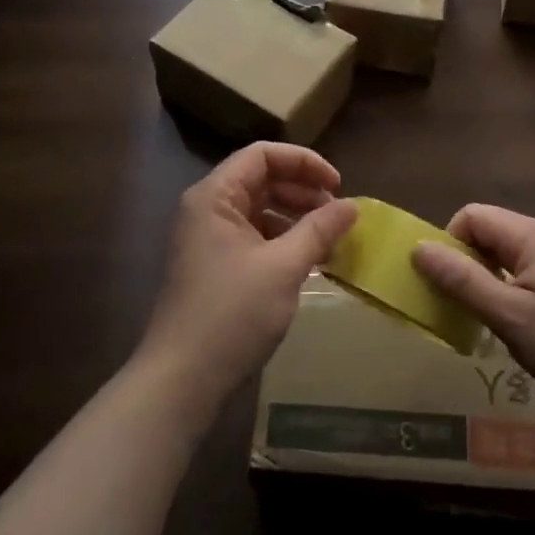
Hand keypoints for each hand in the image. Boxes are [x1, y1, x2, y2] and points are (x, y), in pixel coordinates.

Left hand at [139, 143, 356, 408]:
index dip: (304, 162)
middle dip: (302, 190)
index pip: (263, 155)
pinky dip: (282, 240)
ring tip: (328, 238)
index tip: (338, 185)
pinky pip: (253, 235)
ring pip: (259, 208)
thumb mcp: (284, 267)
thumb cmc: (232, 314)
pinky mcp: (213, 264)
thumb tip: (352, 206)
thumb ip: (319, 229)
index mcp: (215, 196)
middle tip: (337, 213)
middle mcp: (207, 208)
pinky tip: (308, 260)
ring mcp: (208, 238)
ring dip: (295, 216)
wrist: (181, 379)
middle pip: (261, 178)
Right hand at [412, 206, 534, 436]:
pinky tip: (525, 333)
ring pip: (510, 259)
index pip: (472, 216)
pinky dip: (514, 296)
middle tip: (463, 311)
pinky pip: (531, 277)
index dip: (449, 244)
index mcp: (532, 236)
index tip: (446, 287)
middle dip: (467, 266)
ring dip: (490, 285)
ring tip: (491, 326)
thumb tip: (418, 247)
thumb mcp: (511, 317)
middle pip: (491, 235)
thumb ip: (463, 281)